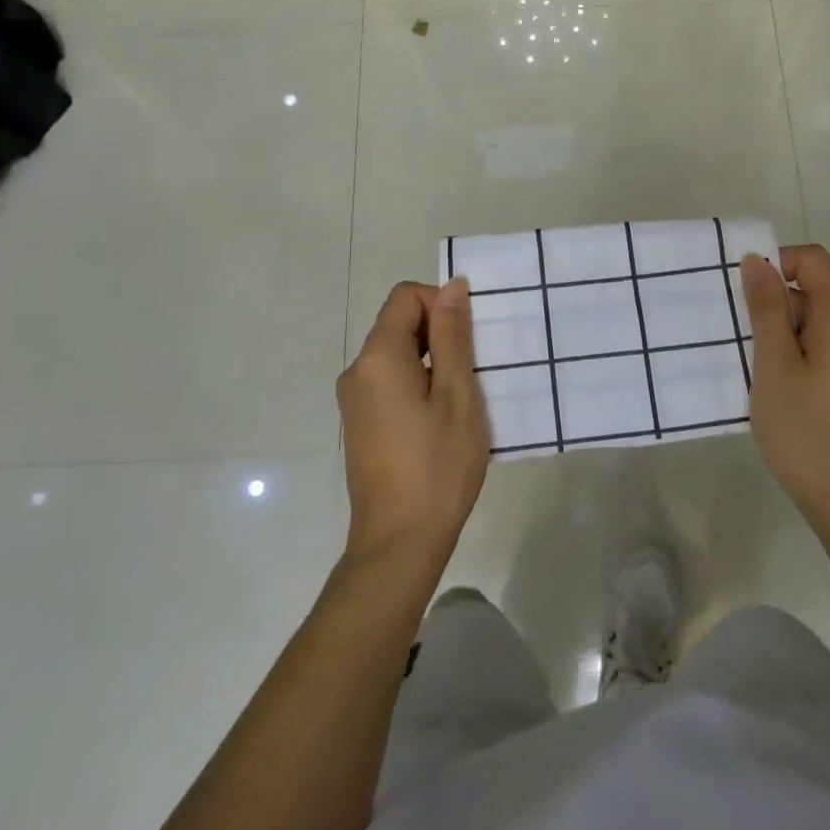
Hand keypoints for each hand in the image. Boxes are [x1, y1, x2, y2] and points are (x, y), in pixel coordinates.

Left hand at [336, 278, 489, 563]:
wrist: (399, 542)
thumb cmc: (437, 465)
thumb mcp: (457, 394)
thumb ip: (453, 336)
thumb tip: (452, 286)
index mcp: (378, 357)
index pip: (406, 297)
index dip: (441, 304)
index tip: (471, 339)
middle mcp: (357, 371)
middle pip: (399, 324)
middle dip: (440, 334)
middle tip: (475, 371)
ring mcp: (354, 400)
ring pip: (397, 355)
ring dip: (433, 362)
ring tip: (463, 398)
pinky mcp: (360, 424)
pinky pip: (390, 382)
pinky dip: (419, 384)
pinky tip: (442, 420)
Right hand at [739, 246, 829, 537]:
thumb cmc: (805, 430)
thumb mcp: (773, 364)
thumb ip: (766, 308)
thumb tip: (757, 260)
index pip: (811, 259)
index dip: (775, 264)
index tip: (744, 297)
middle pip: (817, 289)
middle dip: (777, 304)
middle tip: (744, 341)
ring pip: (822, 320)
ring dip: (787, 332)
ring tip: (760, 369)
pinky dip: (805, 352)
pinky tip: (785, 387)